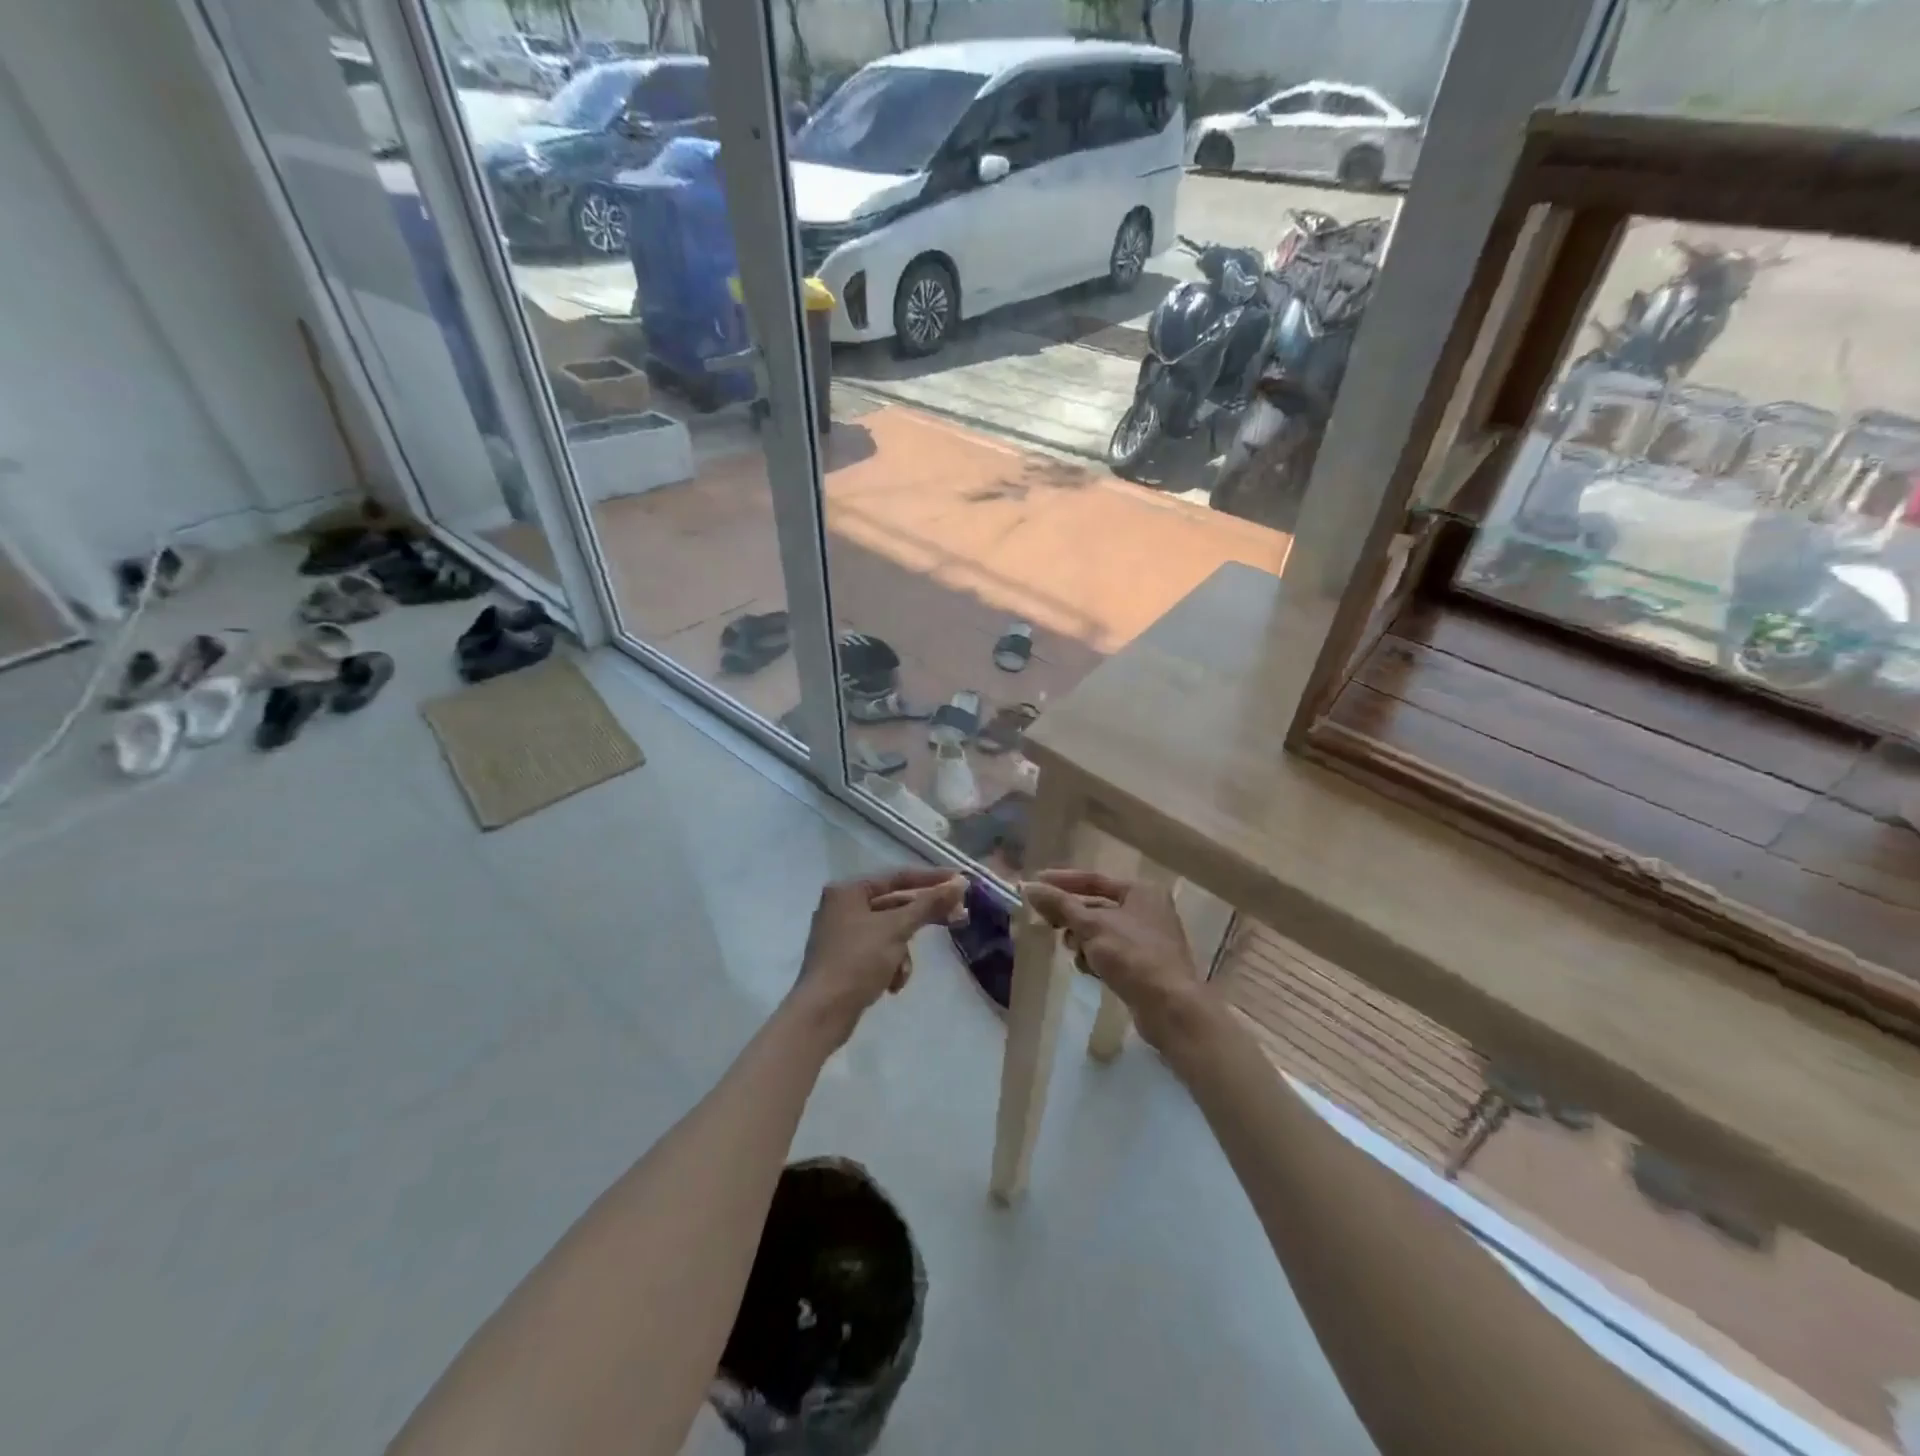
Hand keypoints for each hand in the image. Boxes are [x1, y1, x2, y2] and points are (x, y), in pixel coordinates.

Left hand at [786, 868, 966, 1046]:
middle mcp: (842, 906)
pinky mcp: (845, 959)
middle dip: (921, 918)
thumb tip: (960, 883)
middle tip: (957, 918)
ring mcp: (842, 934)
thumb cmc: (857, 961)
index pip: (898, 876)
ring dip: (902, 951)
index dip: (932, 878)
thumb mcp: (896, 929)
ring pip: (889, 932)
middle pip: (895, 904)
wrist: (822, 1013)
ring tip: (902, 971)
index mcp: (848, 891)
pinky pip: (879, 951)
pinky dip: (890, 965)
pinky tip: (891, 984)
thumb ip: (929, 904)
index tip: (960, 881)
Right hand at [1022, 870, 1204, 1049]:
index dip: (1062, 881)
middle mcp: (1148, 910)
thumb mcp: (1092, 926)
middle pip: (1096, 906)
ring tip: (1074, 951)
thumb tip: (1030, 887)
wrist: (1169, 1007)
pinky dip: (1096, 958)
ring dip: (1083, 941)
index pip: (1093, 879)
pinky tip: (1089, 970)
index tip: (1035, 883)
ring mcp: (1149, 939)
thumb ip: (1060, 905)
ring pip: (1101, 932)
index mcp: (1142, 891)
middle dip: (1072, 918)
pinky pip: (1111, 952)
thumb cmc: (1132, 956)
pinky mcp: (1145, 965)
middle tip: (1047, 923)